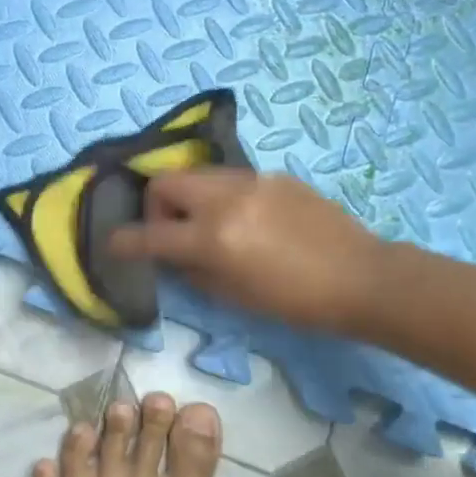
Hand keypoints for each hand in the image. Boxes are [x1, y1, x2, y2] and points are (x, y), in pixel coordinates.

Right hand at [108, 170, 385, 336]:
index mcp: (212, 237)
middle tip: (172, 232)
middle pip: (165, 181)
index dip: (125, 241)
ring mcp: (250, 181)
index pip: (150, 235)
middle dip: (156, 205)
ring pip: (197, 175)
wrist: (361, 277)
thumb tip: (174, 254)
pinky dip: (223, 197)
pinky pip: (231, 180)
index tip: (114, 243)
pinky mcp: (273, 176)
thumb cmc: (295, 301)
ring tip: (210, 225)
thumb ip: (193, 271)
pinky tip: (248, 221)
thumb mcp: (234, 297)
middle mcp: (224, 199)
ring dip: (190, 197)